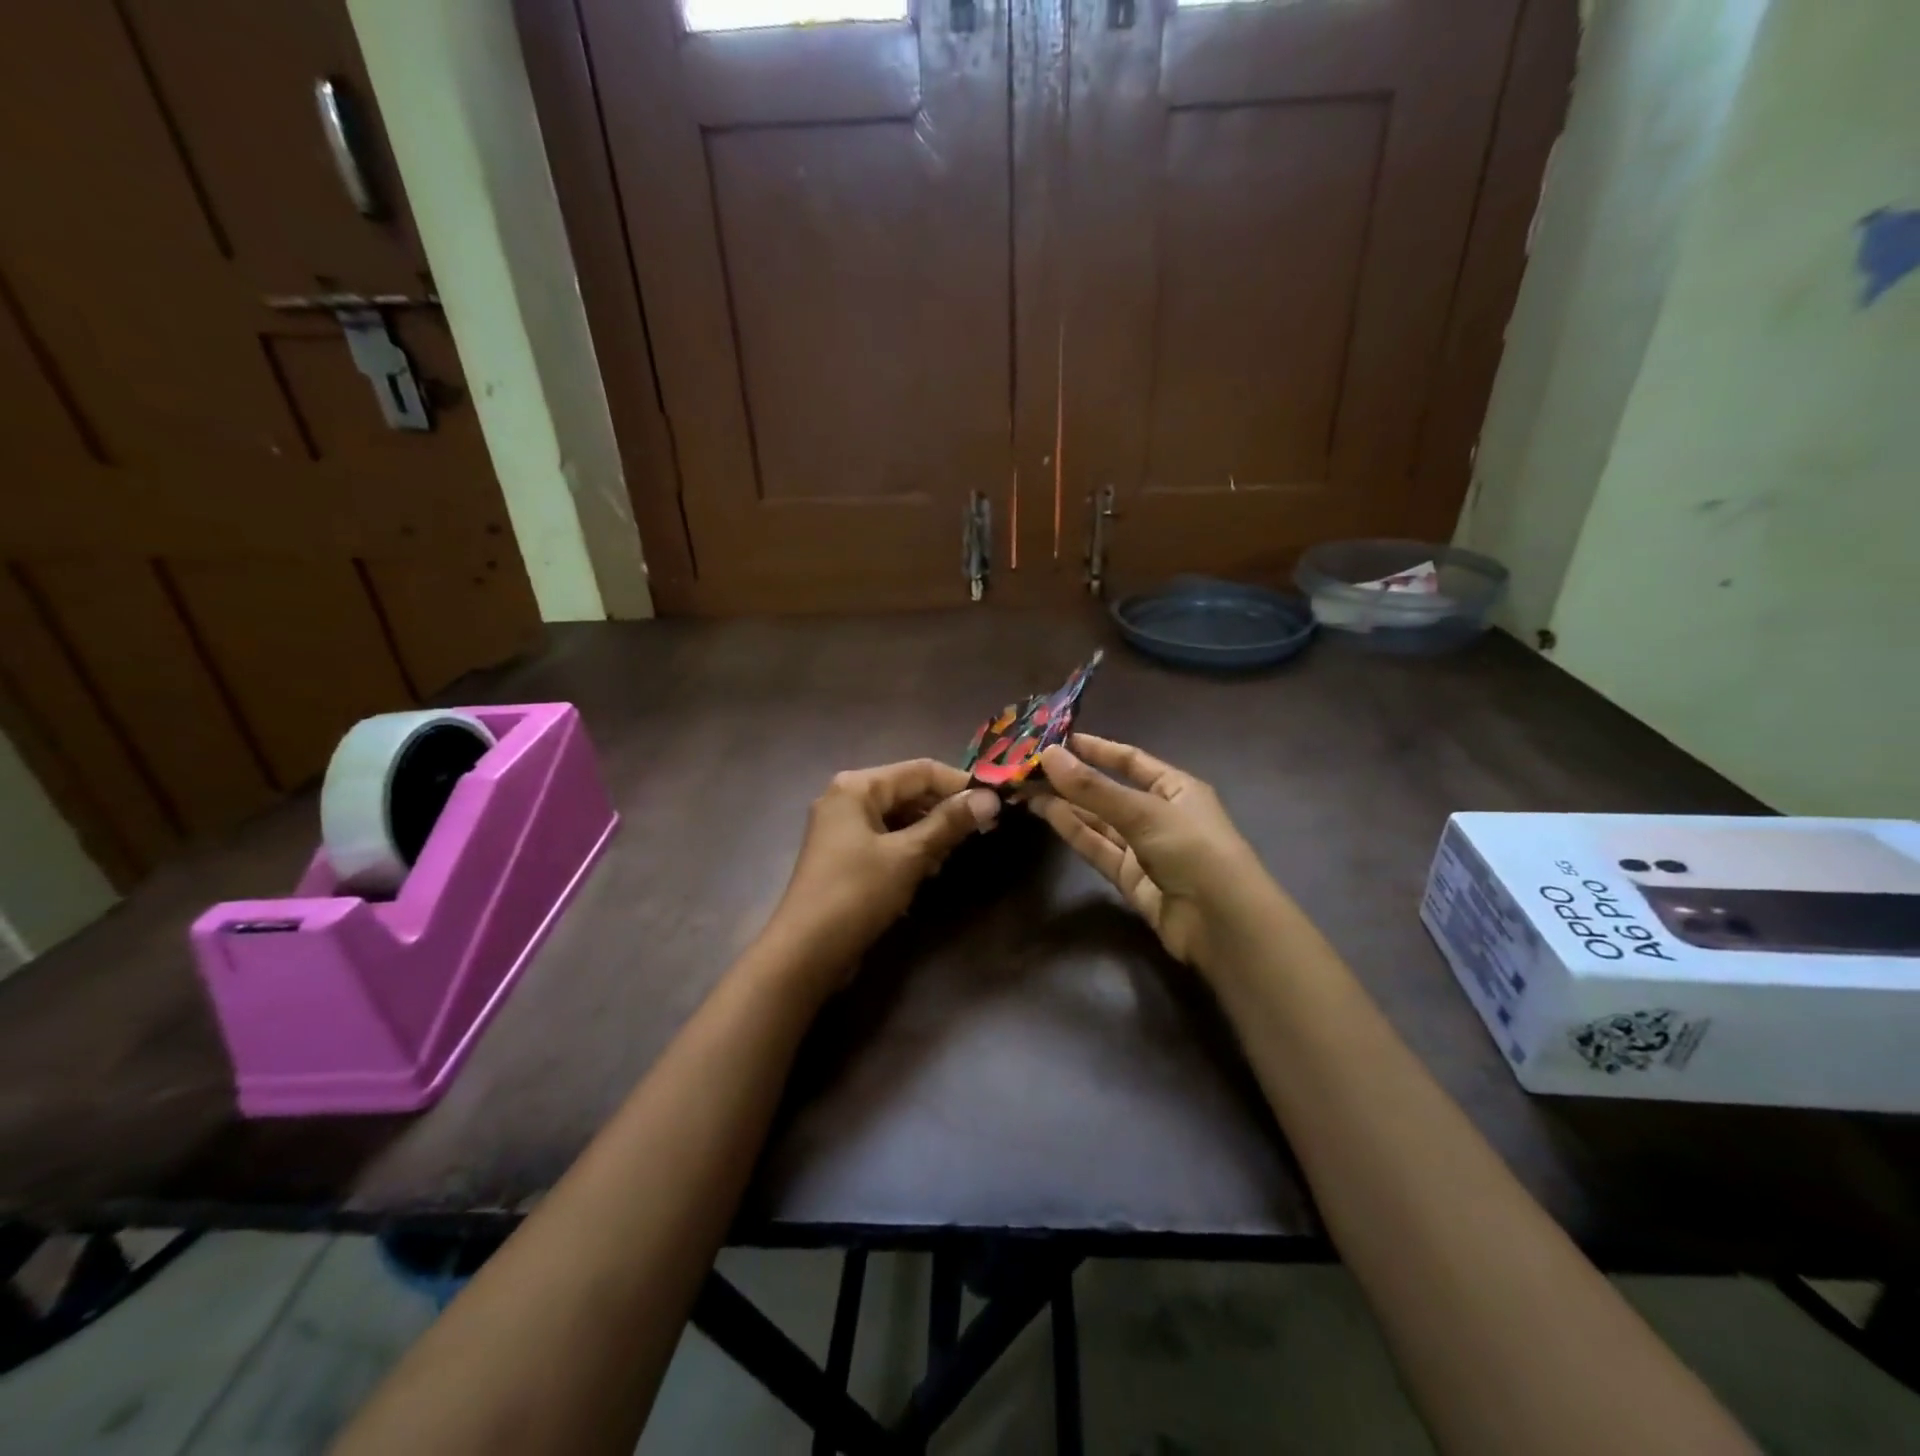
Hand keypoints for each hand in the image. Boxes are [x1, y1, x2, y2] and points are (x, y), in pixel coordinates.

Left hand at [769, 759, 999, 980]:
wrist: (806, 952)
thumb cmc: (857, 893)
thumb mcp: (909, 855)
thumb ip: (949, 823)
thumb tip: (991, 798)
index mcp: (858, 786)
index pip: (921, 770)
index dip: (961, 784)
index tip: (997, 801)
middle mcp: (847, 797)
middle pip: (909, 791)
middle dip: (945, 809)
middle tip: (982, 830)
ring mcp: (843, 827)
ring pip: (900, 816)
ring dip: (930, 831)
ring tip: (955, 852)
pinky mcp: (845, 854)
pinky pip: (887, 838)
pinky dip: (911, 848)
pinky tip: (930, 869)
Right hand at [1031, 734, 1269, 969]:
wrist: (1221, 924)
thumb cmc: (1193, 849)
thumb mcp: (1143, 812)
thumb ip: (1093, 787)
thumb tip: (1047, 754)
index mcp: (1175, 788)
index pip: (1130, 761)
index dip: (1096, 749)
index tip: (1057, 740)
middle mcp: (1159, 814)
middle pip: (1109, 791)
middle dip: (1072, 780)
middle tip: (1029, 767)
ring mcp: (1144, 848)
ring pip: (1098, 821)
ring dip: (1066, 804)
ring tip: (1026, 788)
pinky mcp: (1130, 878)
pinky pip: (1098, 848)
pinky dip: (1073, 831)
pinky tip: (1046, 813)